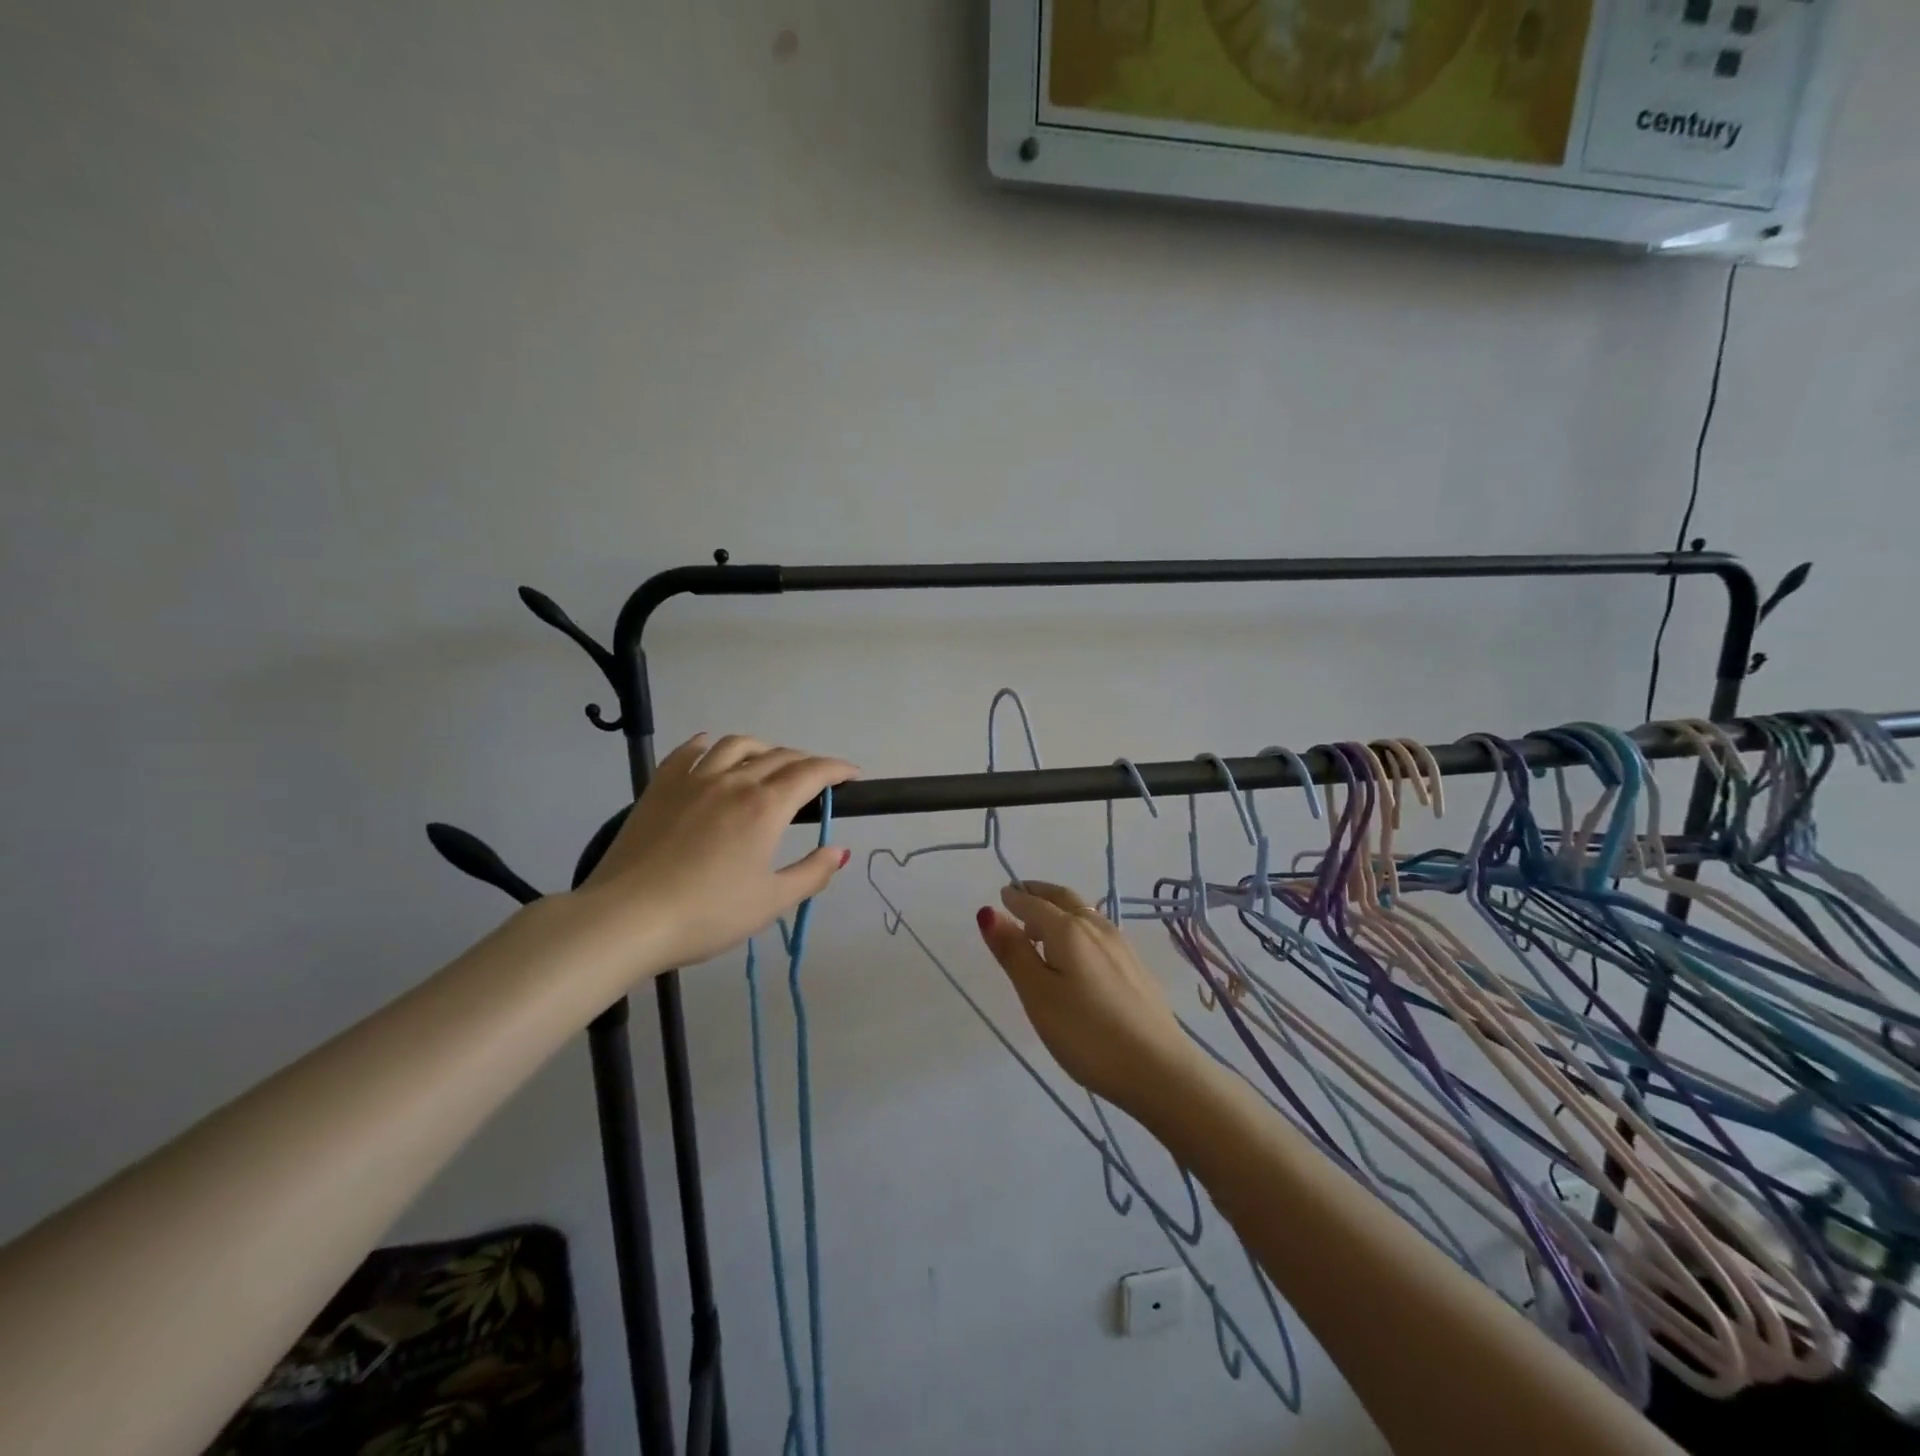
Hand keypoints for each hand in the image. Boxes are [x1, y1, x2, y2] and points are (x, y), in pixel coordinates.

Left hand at [578, 733, 859, 973]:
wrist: (626, 918)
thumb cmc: (706, 914)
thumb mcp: (770, 902)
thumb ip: (811, 873)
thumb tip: (840, 852)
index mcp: (765, 806)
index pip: (811, 773)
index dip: (836, 770)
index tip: (852, 775)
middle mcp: (734, 781)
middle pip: (779, 757)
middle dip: (806, 762)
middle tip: (817, 779)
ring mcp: (693, 779)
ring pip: (737, 745)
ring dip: (764, 748)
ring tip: (770, 761)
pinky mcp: (660, 786)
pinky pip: (691, 750)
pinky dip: (711, 744)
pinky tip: (713, 749)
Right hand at [977, 882, 1197, 1114]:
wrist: (1159, 1069)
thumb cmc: (1087, 1034)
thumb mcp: (1038, 995)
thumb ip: (1014, 953)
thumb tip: (989, 912)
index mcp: (1069, 931)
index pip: (1035, 904)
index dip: (1016, 898)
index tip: (1002, 895)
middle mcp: (1097, 928)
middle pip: (1064, 899)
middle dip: (1040, 894)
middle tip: (1020, 896)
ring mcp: (1122, 947)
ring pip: (1085, 914)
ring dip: (1060, 910)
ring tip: (1042, 928)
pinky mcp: (1136, 967)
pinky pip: (1099, 932)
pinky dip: (1078, 928)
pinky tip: (1077, 953)